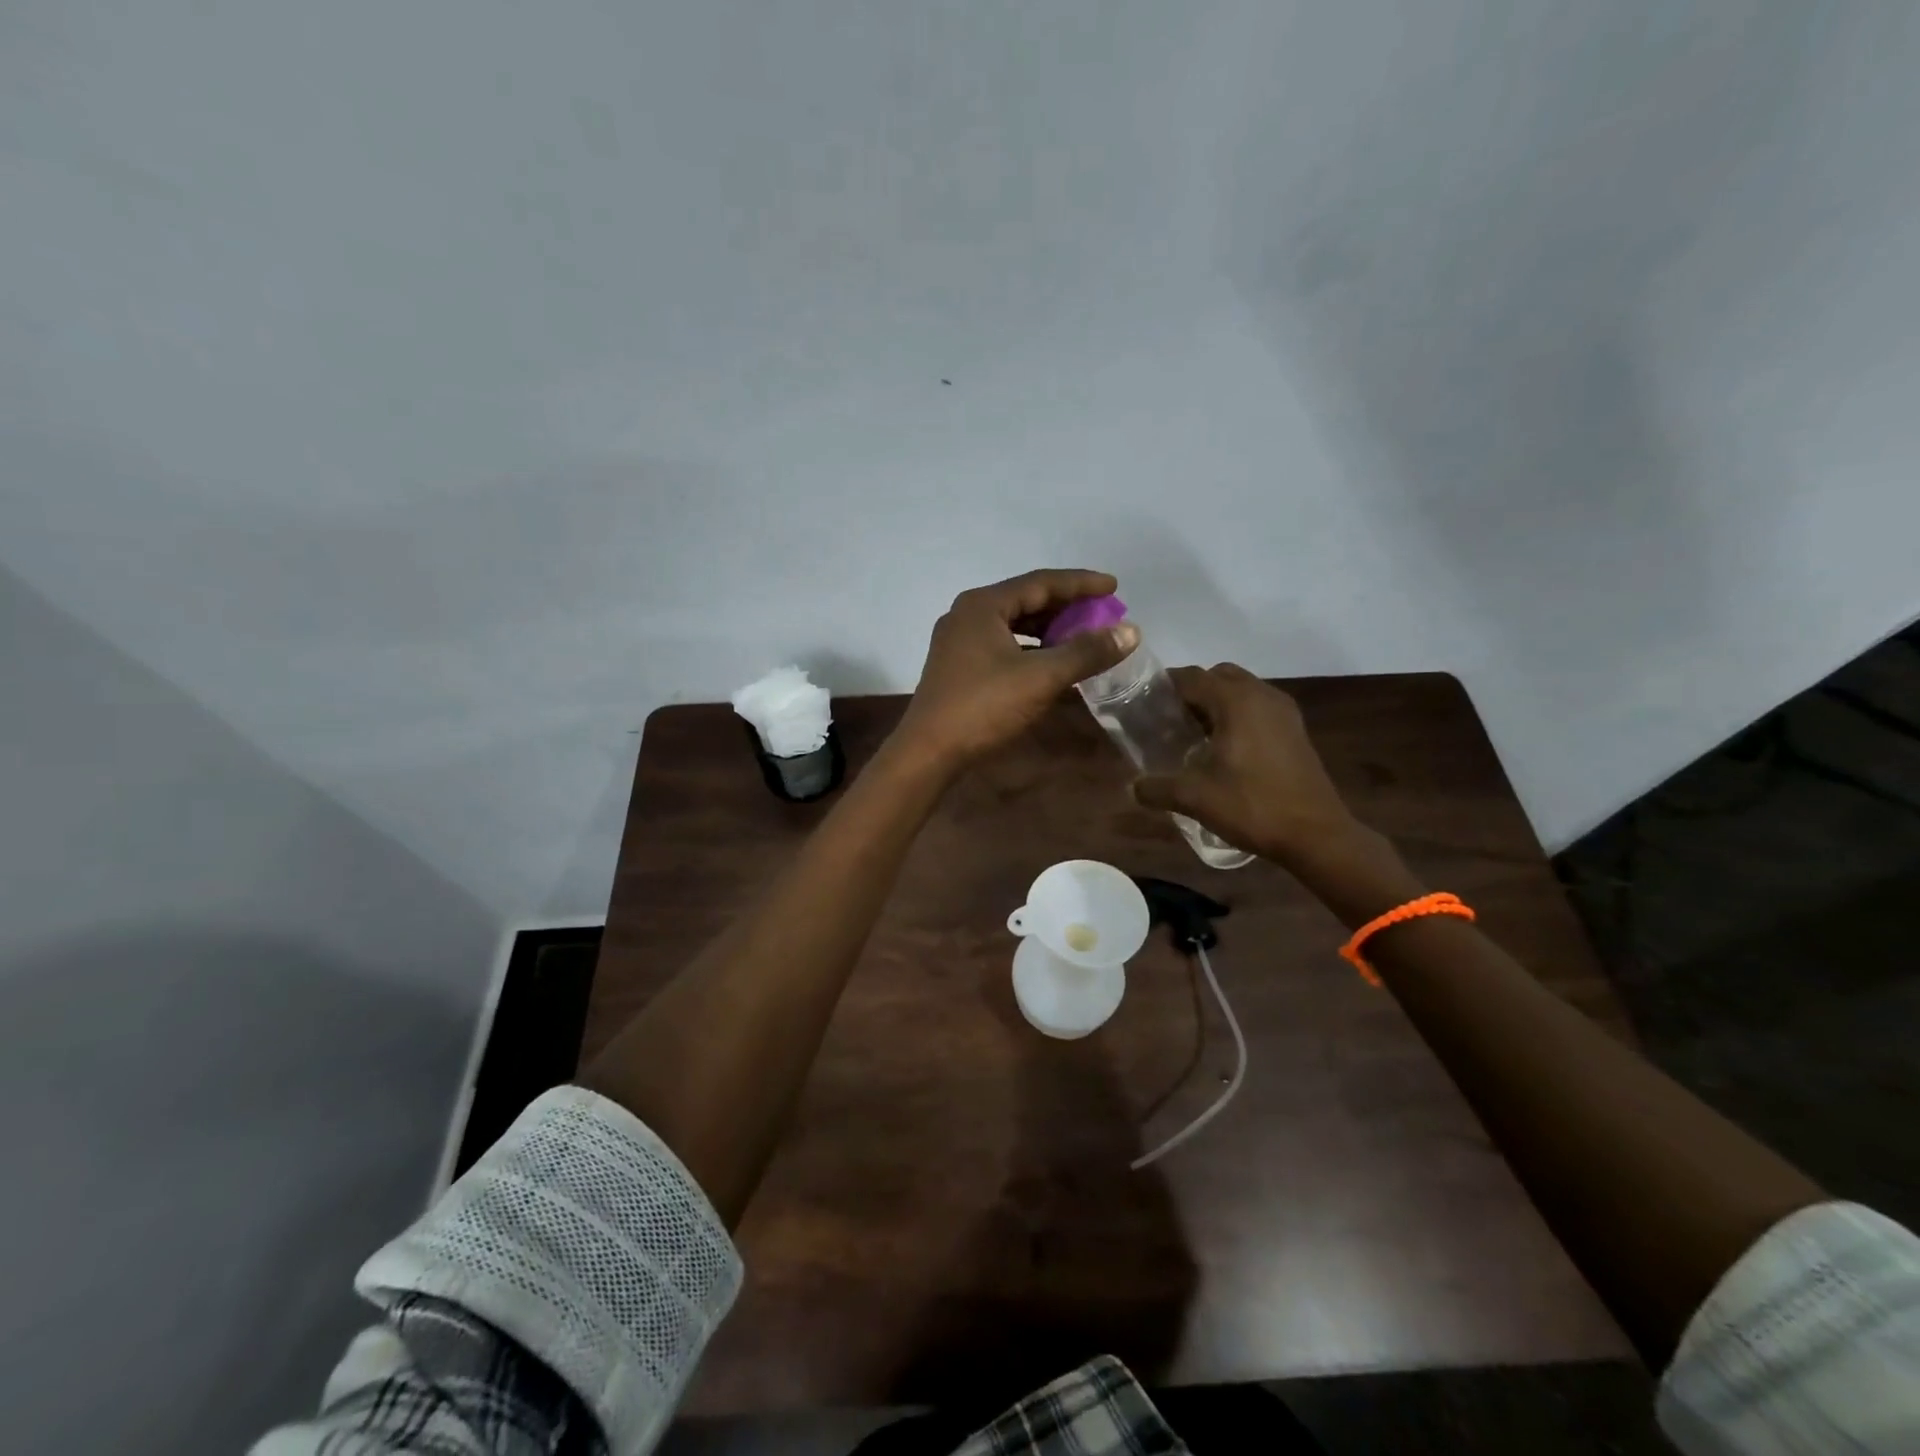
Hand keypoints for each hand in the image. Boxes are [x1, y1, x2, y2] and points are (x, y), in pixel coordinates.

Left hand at [895, 569, 1138, 773]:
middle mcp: (967, 615)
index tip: (1114, 586)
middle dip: (1066, 606)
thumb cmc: (983, 706)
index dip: (1080, 584)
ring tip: (1082, 635)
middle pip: (1025, 600)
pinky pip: (1003, 645)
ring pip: (1013, 625)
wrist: (929, 751)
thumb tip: (1130, 631)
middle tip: (1101, 613)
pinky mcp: (958, 667)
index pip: (1040, 582)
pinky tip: (1051, 663)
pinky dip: (1030, 649)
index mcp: (983, 605)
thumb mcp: (1041, 677)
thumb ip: (1086, 652)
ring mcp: (959, 642)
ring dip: (1048, 629)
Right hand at [1131, 664, 1358, 864]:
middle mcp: (1261, 695)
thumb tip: (1132, 787)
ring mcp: (1283, 712)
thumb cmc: (1252, 806)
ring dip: (1216, 703)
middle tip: (1169, 720)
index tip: (1142, 705)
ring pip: (1241, 690)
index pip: (1191, 676)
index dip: (1164, 686)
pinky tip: (1224, 749)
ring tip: (1194, 735)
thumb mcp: (1194, 798)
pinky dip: (1237, 716)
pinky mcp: (1295, 730)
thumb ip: (1157, 788)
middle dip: (1191, 692)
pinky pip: (1257, 708)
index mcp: (1236, 700)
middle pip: (1218, 676)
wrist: (1316, 835)